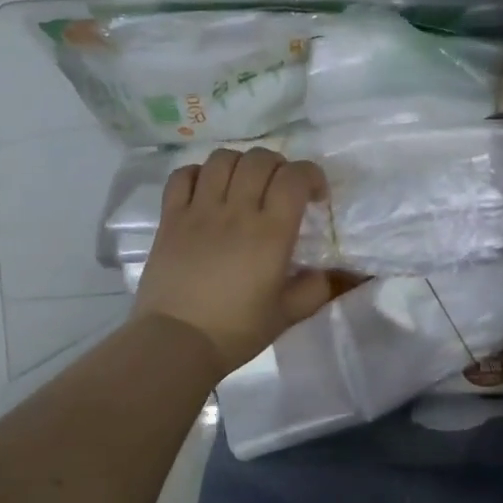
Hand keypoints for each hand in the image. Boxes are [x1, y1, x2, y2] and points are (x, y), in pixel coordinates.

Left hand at [131, 147, 333, 373]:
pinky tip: (206, 190)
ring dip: (240, 164)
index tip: (315, 196)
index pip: (294, 177)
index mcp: (270, 233)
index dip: (311, 175)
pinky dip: (198, 173)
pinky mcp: (170, 218)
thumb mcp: (287, 315)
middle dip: (278, 165)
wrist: (175, 343)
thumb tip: (332, 273)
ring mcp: (199, 211)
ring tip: (244, 184)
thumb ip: (316, 289)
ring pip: (221, 159)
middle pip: (259, 159)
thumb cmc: (235, 330)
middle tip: (281, 188)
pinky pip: (182, 176)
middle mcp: (236, 212)